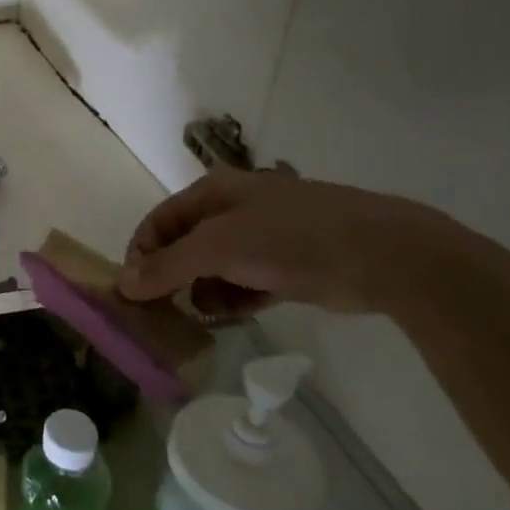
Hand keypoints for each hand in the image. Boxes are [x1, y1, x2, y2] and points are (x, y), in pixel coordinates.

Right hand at [118, 165, 449, 317]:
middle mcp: (235, 210)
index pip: (159, 221)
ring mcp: (264, 238)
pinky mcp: (288, 266)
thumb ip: (168, 267)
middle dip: (171, 276)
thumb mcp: (218, 248)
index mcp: (214, 192)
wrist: (384, 255)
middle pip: (185, 244)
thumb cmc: (291, 238)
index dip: (142, 253)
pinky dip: (231, 300)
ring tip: (198, 317)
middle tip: (161, 311)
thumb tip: (124, 285)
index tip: (134, 292)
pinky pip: (244, 284)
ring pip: (214, 267)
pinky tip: (227, 317)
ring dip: (201, 292)